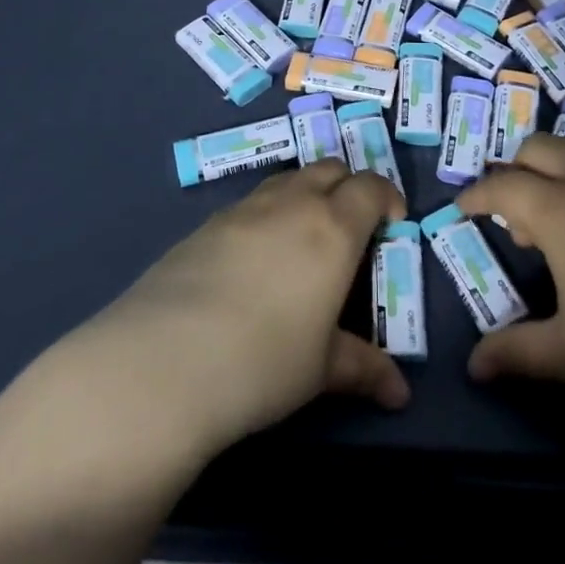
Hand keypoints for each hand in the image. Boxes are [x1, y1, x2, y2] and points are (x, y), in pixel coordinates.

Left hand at [77, 161, 410, 460]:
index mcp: (332, 228)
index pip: (370, 187)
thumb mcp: (321, 368)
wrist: (164, 361)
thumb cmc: (264, 362)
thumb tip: (400, 394)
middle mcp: (291, 204)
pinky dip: (266, 215)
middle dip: (347, 187)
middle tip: (350, 228)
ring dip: (305, 195)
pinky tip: (254, 260)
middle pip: (329, 169)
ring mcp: (243, 209)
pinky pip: (249, 203)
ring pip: (286, 181)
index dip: (387, 198)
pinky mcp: (205, 225)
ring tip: (302, 240)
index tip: (392, 224)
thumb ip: (363, 368)